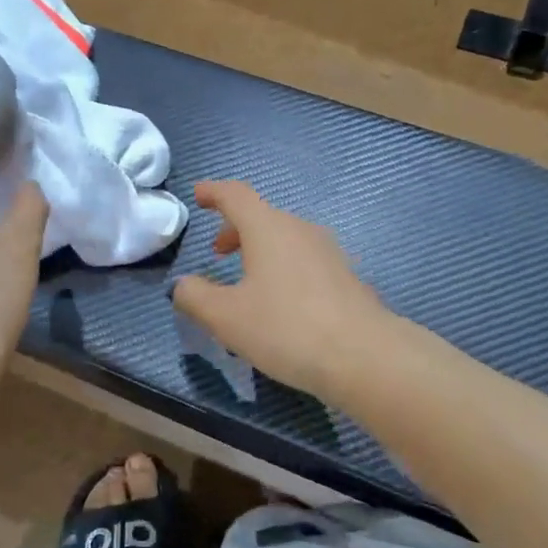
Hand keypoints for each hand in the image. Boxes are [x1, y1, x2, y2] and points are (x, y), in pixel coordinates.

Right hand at [171, 181, 386, 397]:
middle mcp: (300, 230)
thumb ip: (195, 297)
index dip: (214, 192)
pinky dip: (283, 269)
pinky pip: (304, 261)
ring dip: (260, 251)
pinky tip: (280, 304)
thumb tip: (183, 285)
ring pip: (285, 239)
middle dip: (235, 229)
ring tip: (246, 282)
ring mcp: (328, 252)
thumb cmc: (286, 328)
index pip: (236, 195)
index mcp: (268, 228)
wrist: (363, 355)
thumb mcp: (226, 317)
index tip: (199, 196)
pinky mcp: (345, 277)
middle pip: (262, 217)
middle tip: (218, 253)